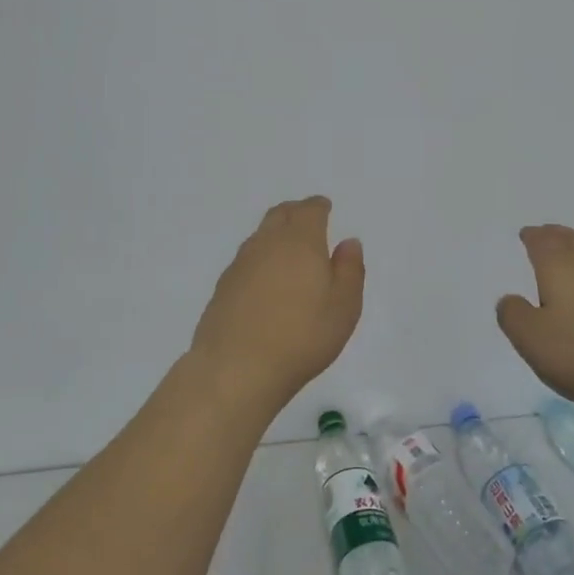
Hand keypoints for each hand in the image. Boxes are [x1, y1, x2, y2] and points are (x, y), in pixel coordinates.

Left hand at [188, 196, 364, 410]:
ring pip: (260, 235)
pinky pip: (246, 259)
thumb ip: (349, 270)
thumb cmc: (301, 337)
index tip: (324, 208)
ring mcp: (240, 264)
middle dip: (295, 212)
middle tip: (306, 219)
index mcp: (300, 241)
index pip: (309, 210)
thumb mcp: (343, 307)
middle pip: (280, 215)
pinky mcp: (223, 286)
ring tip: (287, 248)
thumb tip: (348, 242)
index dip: (318, 207)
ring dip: (275, 233)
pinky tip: (265, 278)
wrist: (236, 368)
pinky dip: (260, 258)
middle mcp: (267, 243)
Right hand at [496, 224, 573, 422]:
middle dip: (556, 236)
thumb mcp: (533, 340)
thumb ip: (514, 316)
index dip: (532, 237)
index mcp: (560, 266)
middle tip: (547, 234)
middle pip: (572, 241)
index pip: (542, 242)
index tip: (527, 234)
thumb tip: (511, 299)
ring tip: (571, 255)